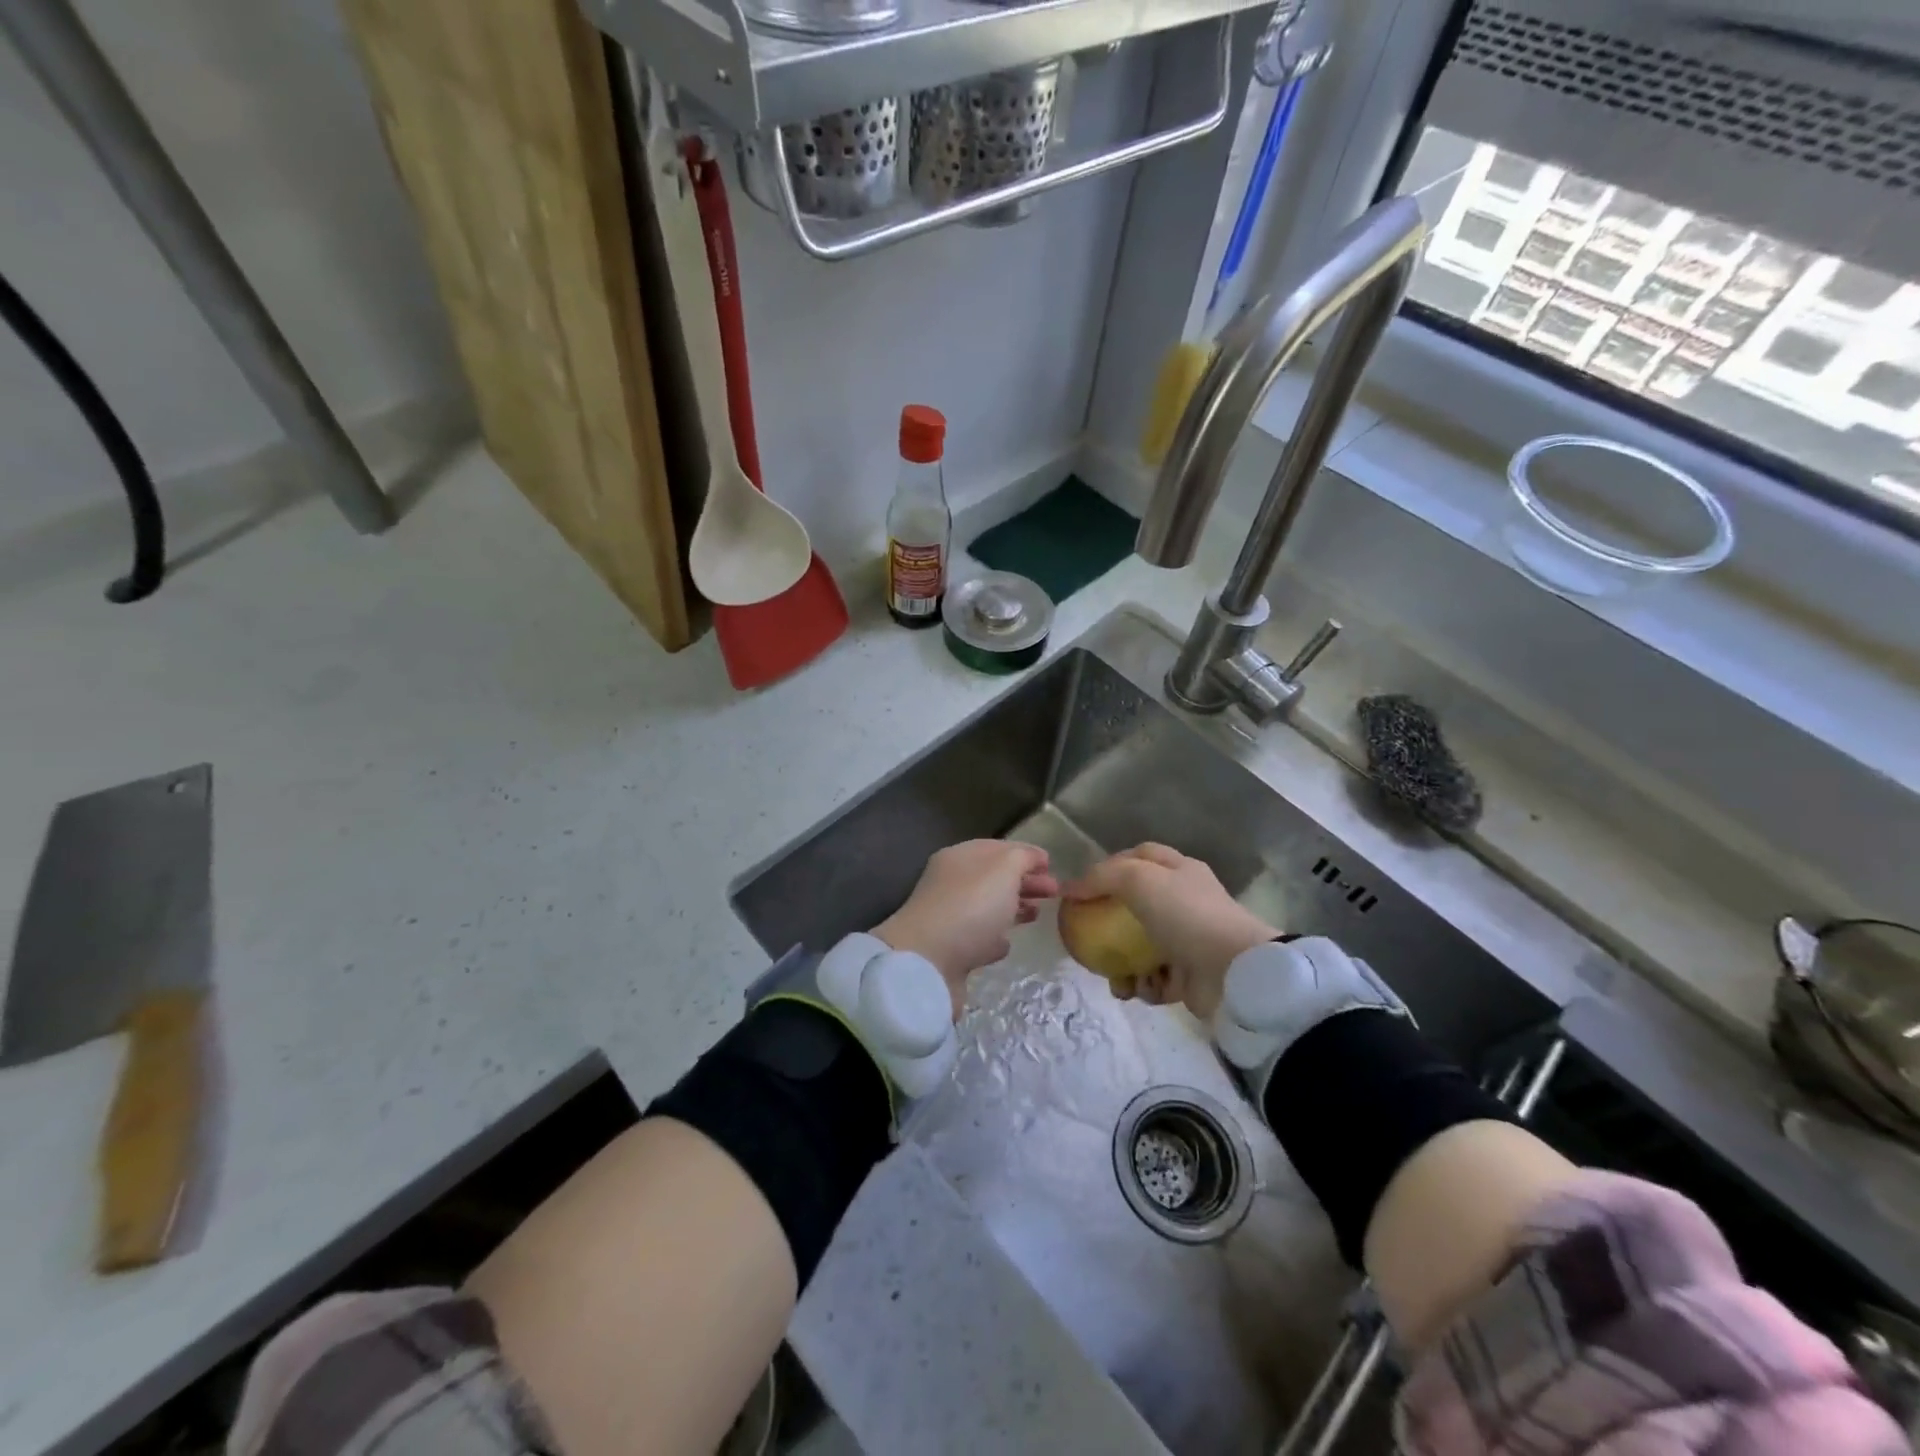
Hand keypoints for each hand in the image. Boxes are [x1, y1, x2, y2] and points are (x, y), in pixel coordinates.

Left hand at [874, 840, 1058, 1015]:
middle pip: (994, 878)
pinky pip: (978, 939)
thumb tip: (1033, 858)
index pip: (997, 848)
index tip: (1051, 865)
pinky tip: (1006, 944)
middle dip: (1024, 882)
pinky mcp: (950, 952)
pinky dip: (994, 939)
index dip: (1025, 853)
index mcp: (959, 858)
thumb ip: (1022, 858)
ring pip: (987, 908)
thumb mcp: (1004, 869)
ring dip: (1013, 908)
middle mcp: (950, 884)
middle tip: (1054, 892)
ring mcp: (949, 919)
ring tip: (1037, 915)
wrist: (928, 963)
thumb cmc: (971, 906)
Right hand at [1061, 843, 1275, 1019]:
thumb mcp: (1138, 880)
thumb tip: (1069, 889)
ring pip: (1142, 947)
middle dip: (1110, 923)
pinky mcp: (1190, 976)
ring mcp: (1189, 940)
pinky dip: (1143, 986)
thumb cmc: (1185, 915)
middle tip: (1088, 936)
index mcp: (1179, 872)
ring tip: (1113, 977)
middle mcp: (1185, 903)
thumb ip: (1101, 878)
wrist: (1233, 972)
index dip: (1111, 865)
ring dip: (1122, 964)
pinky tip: (1136, 990)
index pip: (1141, 857)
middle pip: (1137, 906)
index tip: (1085, 885)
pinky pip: (1155, 979)